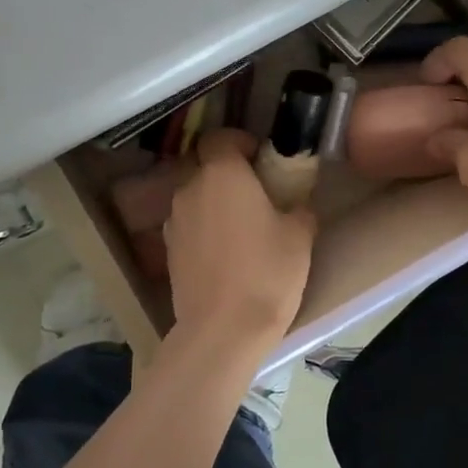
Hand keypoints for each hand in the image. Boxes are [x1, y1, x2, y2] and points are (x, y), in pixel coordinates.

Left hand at [164, 129, 315, 346]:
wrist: (222, 330)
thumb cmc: (267, 272)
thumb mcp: (300, 236)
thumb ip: (299, 207)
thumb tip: (297, 202)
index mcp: (222, 173)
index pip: (220, 137)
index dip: (240, 142)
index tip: (261, 159)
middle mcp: (190, 188)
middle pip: (205, 166)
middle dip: (227, 173)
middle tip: (256, 194)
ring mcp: (174, 220)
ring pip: (195, 196)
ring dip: (214, 202)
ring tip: (241, 227)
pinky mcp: (167, 251)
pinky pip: (188, 225)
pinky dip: (203, 229)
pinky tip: (224, 253)